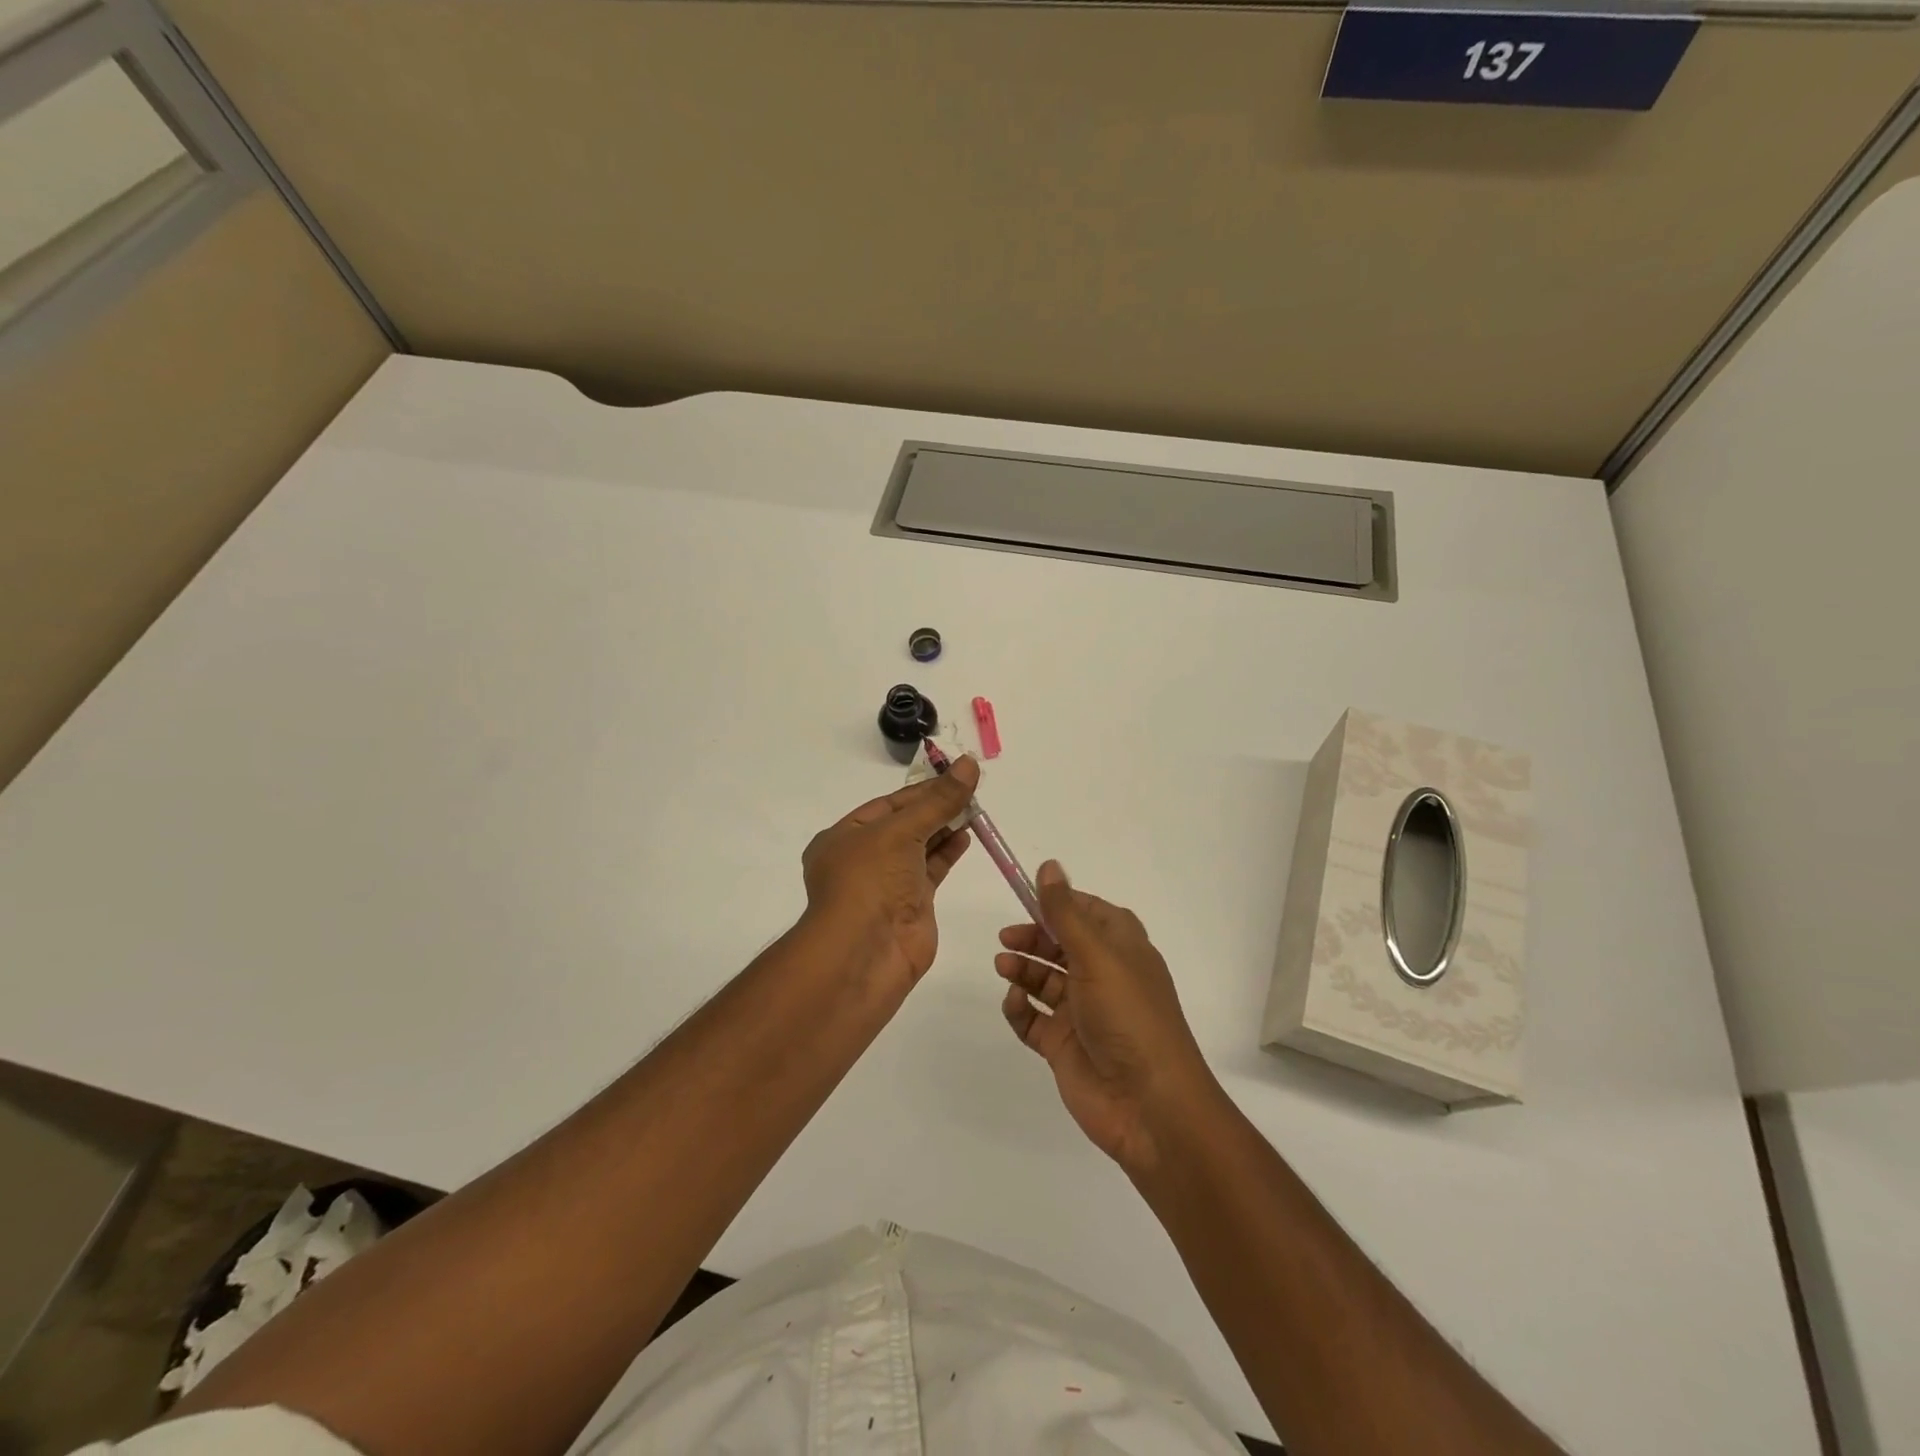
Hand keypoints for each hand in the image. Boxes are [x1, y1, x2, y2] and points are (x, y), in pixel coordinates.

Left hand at [801, 755, 978, 990]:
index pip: (888, 804)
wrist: (865, 952)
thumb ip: (938, 800)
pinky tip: (967, 836)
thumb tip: (969, 764)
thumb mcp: (901, 831)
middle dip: (935, 807)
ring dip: (945, 827)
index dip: (922, 790)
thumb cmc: (870, 880)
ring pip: (920, 847)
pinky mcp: (911, 904)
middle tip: (971, 789)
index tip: (955, 775)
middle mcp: (863, 858)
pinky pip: (932, 870)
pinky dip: (948, 852)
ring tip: (975, 808)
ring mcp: (887, 883)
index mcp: (844, 837)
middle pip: (905, 824)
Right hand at [997, 862, 1216, 1173]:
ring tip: (1003, 966)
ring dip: (1023, 969)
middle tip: (1006, 938)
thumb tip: (1049, 866)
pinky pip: (1033, 1018)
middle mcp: (1103, 974)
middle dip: (1033, 937)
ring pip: (1044, 979)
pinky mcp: (1065, 1044)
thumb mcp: (1096, 955)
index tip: (1024, 897)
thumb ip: (1065, 912)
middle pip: (1061, 944)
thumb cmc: (1128, 1017)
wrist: (1148, 1105)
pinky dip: (1020, 1008)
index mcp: (1121, 947)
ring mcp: (1083, 1011)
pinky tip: (1014, 1001)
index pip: (1087, 911)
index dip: (1057, 903)